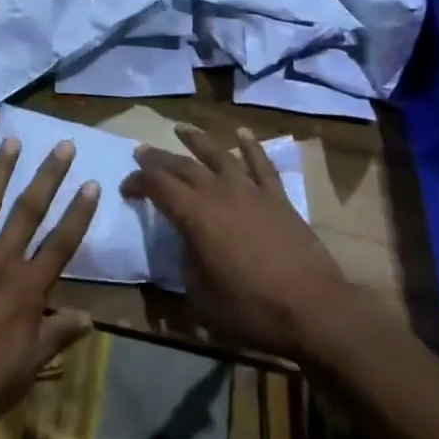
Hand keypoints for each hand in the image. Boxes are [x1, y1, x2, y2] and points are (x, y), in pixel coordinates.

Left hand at [0, 136, 98, 438]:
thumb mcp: (24, 371)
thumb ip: (55, 338)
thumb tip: (91, 318)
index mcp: (25, 290)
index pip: (60, 243)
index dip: (78, 213)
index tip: (92, 183)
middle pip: (28, 211)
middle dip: (48, 176)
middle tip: (62, 145)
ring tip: (10, 139)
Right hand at [122, 123, 357, 361]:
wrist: (313, 309)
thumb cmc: (252, 310)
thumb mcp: (202, 298)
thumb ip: (186, 265)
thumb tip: (185, 245)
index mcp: (195, 215)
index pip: (158, 186)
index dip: (138, 182)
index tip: (126, 187)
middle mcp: (219, 192)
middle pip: (182, 166)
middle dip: (158, 158)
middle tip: (141, 152)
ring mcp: (250, 190)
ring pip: (218, 154)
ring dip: (196, 140)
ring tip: (180, 128)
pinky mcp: (277, 196)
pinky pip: (261, 163)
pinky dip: (250, 146)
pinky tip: (242, 134)